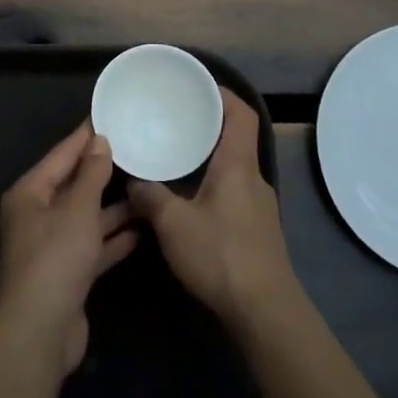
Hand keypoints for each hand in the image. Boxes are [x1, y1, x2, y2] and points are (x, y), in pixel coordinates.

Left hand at [0, 119, 137, 375]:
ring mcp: (51, 246)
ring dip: (113, 206)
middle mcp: (37, 215)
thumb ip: (92, 175)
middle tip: (136, 148)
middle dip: (102, 171)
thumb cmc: (55, 258)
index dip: (85, 136)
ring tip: (146, 187)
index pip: (61, 155)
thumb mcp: (78, 209)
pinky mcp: (67, 272)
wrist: (40, 331)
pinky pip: (92, 245)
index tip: (109, 116)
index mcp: (30, 193)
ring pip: (86, 216)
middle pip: (73, 185)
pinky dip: (112, 237)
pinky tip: (141, 229)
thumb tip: (99, 141)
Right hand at [128, 89, 298, 331]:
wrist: (264, 311)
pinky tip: (190, 199)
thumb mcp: (173, 224)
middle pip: (236, 138)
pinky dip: (213, 182)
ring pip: (234, 167)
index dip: (223, 94)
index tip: (197, 86)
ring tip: (177, 156)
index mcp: (238, 164)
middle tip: (176, 119)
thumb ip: (150, 197)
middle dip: (208, 125)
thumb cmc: (221, 255)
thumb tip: (133, 181)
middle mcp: (253, 177)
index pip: (241, 113)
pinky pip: (234, 190)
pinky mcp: (258, 229)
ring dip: (210, 157)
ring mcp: (259, 205)